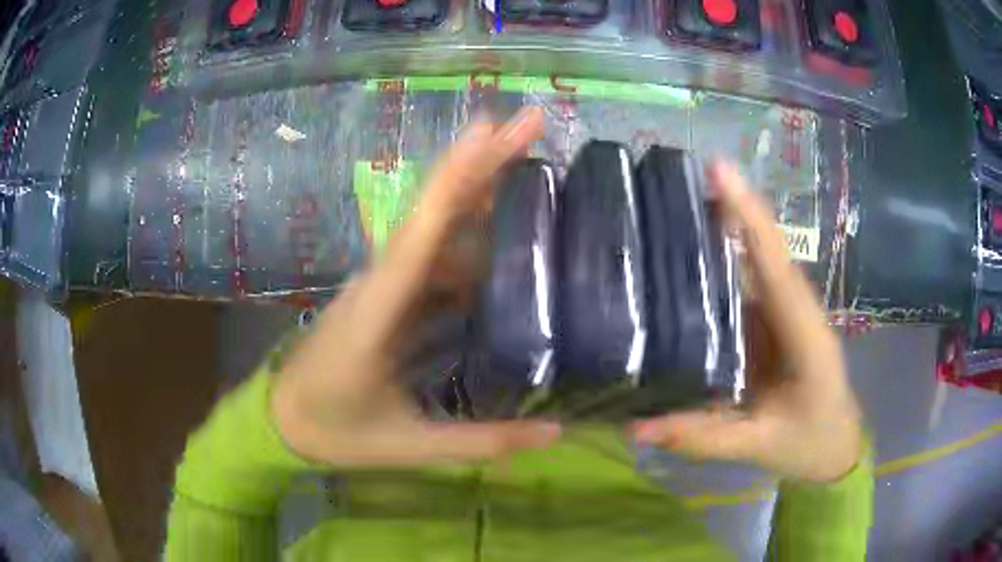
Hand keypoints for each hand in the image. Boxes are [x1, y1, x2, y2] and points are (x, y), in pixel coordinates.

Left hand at [271, 107, 559, 468]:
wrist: (281, 421)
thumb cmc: (333, 429)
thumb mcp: (408, 445)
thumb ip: (481, 442)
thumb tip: (558, 434)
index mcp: (378, 310)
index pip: (422, 230)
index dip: (458, 175)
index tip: (492, 127)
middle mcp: (381, 281)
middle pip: (435, 210)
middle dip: (484, 162)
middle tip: (532, 122)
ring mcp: (384, 284)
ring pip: (436, 227)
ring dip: (481, 192)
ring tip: (535, 167)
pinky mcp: (388, 296)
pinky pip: (434, 256)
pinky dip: (470, 236)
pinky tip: (506, 238)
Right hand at [631, 161, 863, 482]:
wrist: (836, 447)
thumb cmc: (811, 442)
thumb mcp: (759, 445)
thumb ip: (703, 437)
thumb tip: (636, 425)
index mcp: (806, 334)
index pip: (777, 265)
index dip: (750, 217)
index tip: (718, 170)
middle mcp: (797, 311)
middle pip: (765, 251)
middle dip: (730, 210)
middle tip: (676, 182)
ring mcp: (786, 315)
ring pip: (757, 265)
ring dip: (723, 231)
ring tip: (672, 209)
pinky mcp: (774, 325)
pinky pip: (748, 288)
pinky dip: (722, 266)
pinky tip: (688, 260)